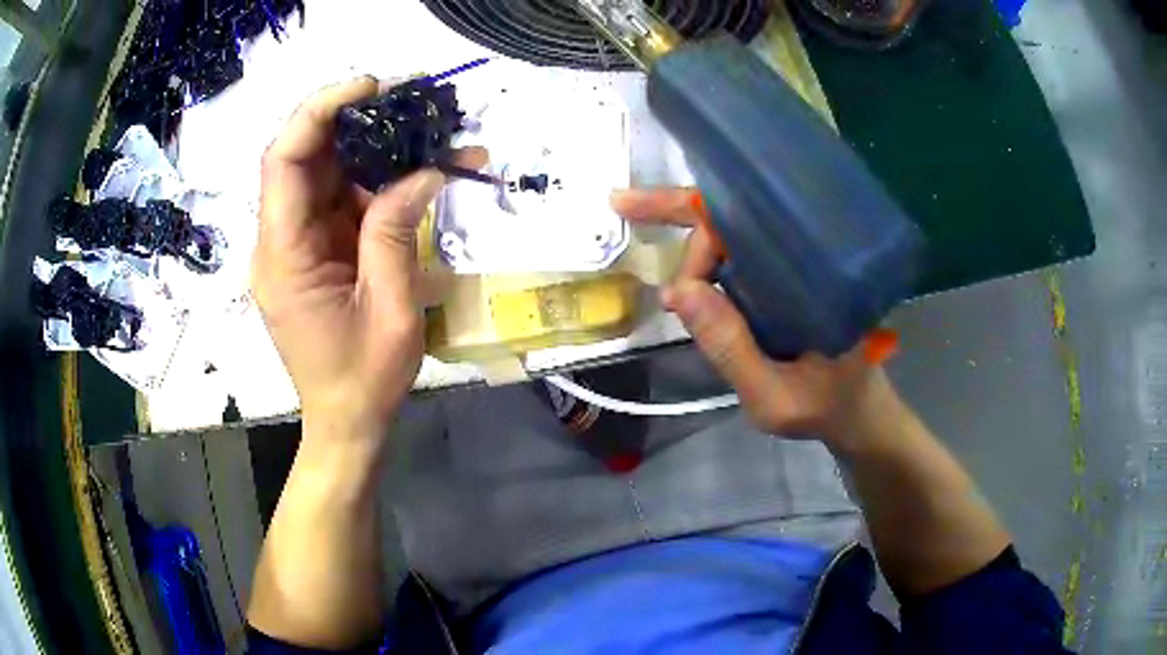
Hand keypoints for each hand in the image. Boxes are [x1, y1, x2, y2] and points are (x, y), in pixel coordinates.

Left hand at [253, 77, 486, 439]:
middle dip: (354, 119)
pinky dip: (375, 180)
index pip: (283, 161)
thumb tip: (423, 171)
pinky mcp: (313, 251)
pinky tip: (416, 170)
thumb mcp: (391, 310)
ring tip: (425, 129)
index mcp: (284, 257)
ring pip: (325, 173)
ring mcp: (295, 245)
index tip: (372, 87)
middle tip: (411, 100)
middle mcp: (279, 241)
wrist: (346, 422)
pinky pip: (339, 200)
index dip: (320, 111)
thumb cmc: (364, 379)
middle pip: (303, 157)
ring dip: (372, 146)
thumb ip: (397, 234)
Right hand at [612, 188, 896, 446]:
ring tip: (667, 285)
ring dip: (691, 247)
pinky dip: (704, 264)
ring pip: (734, 235)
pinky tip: (686, 286)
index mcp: (809, 274)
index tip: (672, 287)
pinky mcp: (785, 283)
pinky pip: (740, 259)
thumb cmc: (826, 407)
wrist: (859, 414)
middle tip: (624, 207)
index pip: (745, 223)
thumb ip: (730, 350)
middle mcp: (802, 258)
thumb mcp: (773, 397)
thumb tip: (677, 291)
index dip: (697, 235)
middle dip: (680, 217)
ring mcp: (793, 268)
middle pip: (734, 216)